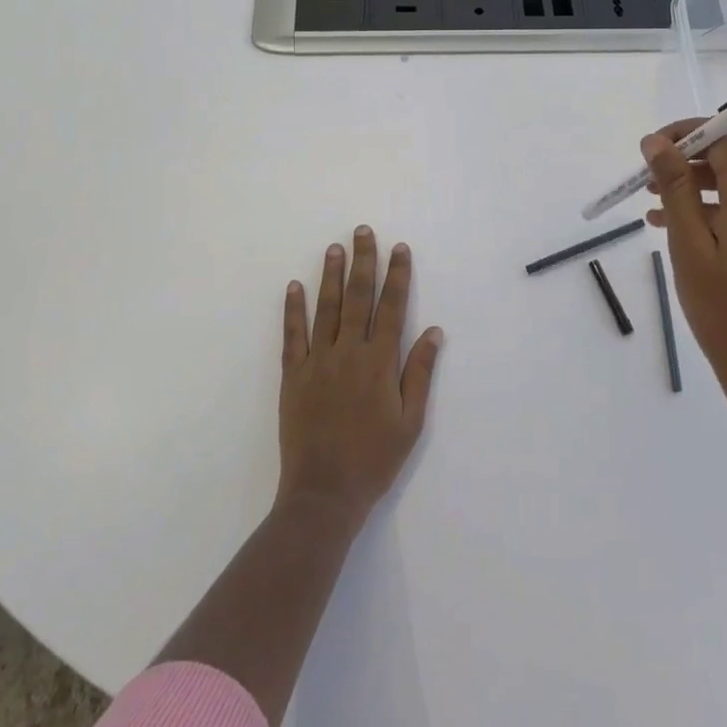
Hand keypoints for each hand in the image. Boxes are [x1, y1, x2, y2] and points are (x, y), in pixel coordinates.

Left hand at [277, 227, 443, 526]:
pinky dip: (293, 309)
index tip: (400, 248)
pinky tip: (294, 286)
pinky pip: (293, 335)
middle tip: (363, 231)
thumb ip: (419, 373)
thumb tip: (433, 331)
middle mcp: (349, 352)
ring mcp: (317, 362)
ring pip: (326, 308)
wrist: (323, 494)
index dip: (397, 276)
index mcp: (380, 362)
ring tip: (334, 248)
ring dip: (331, 275)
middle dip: (363, 262)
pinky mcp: (293, 376)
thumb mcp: (410, 422)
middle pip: (358, 297)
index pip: (392, 308)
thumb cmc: (374, 460)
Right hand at [641, 123, 726, 420]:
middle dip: (690, 153)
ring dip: (696, 178)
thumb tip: (656, 141)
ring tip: (651, 198)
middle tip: (650, 170)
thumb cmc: (724, 309)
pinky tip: (671, 223)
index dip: (687, 132)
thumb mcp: (689, 245)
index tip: (650, 148)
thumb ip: (675, 187)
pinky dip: (710, 203)